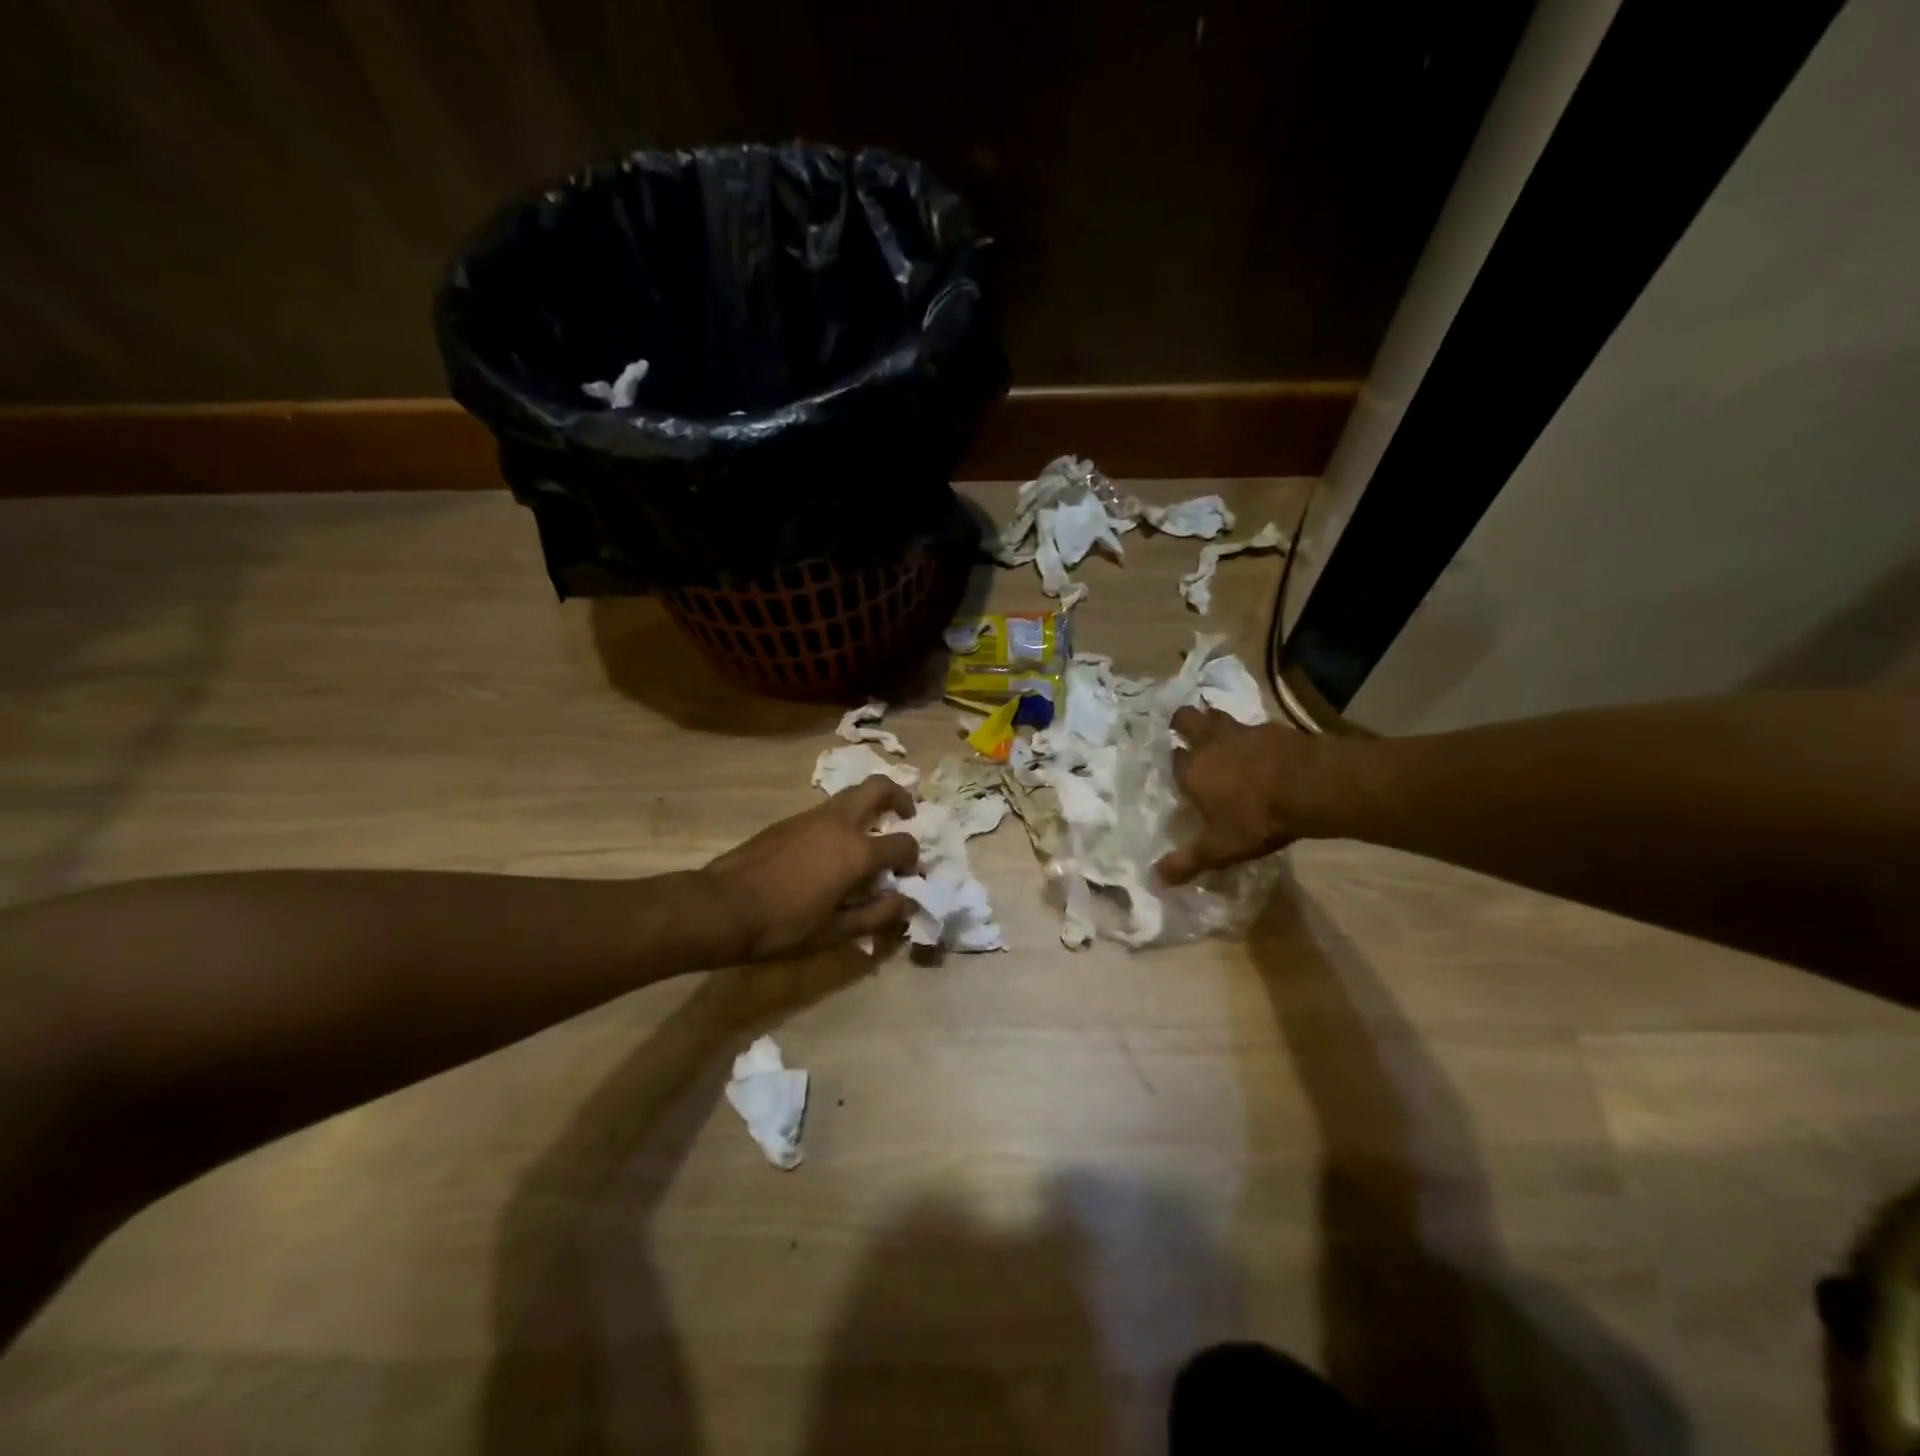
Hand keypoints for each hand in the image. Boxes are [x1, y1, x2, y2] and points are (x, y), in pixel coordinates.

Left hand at [703, 777, 919, 960]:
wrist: (721, 908)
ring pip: (850, 795)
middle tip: (905, 816)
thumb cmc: (782, 926)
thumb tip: (906, 902)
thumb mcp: (834, 932)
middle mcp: (838, 823)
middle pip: (879, 787)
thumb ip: (876, 915)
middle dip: (899, 796)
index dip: (912, 858)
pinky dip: (842, 820)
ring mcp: (811, 816)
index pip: (903, 843)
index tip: (906, 873)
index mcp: (856, 851)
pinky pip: (826, 811)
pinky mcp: (789, 821)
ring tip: (867, 838)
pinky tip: (830, 851)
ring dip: (868, 807)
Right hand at [1157, 707, 1323, 883]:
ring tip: (1221, 733)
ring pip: (1219, 715)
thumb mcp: (1219, 849)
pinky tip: (1262, 746)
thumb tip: (1154, 880)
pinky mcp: (1273, 728)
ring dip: (1216, 721)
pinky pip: (1255, 726)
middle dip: (1182, 722)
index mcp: (1191, 771)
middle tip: (1186, 731)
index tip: (1177, 769)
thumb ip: (1186, 862)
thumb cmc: (1256, 818)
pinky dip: (1254, 734)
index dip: (1173, 762)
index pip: (1172, 758)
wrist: (1310, 786)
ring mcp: (1243, 731)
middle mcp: (1210, 744)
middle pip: (1187, 718)